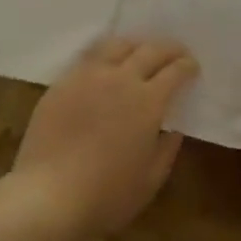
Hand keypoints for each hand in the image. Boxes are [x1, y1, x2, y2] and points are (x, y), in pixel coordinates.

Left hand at [4, 38, 198, 240]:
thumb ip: (166, 151)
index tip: (192, 66)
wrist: (48, 195)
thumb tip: (173, 130)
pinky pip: (89, 57)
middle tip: (175, 52)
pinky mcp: (63, 82)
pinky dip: (105, 54)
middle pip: (149, 50)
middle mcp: (121, 79)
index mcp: (148, 101)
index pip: (174, 71)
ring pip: (117, 45)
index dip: (186, 66)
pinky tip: (105, 64)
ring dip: (135, 45)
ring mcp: (88, 76)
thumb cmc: (106, 195)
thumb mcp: (149, 181)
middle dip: (168, 48)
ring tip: (139, 52)